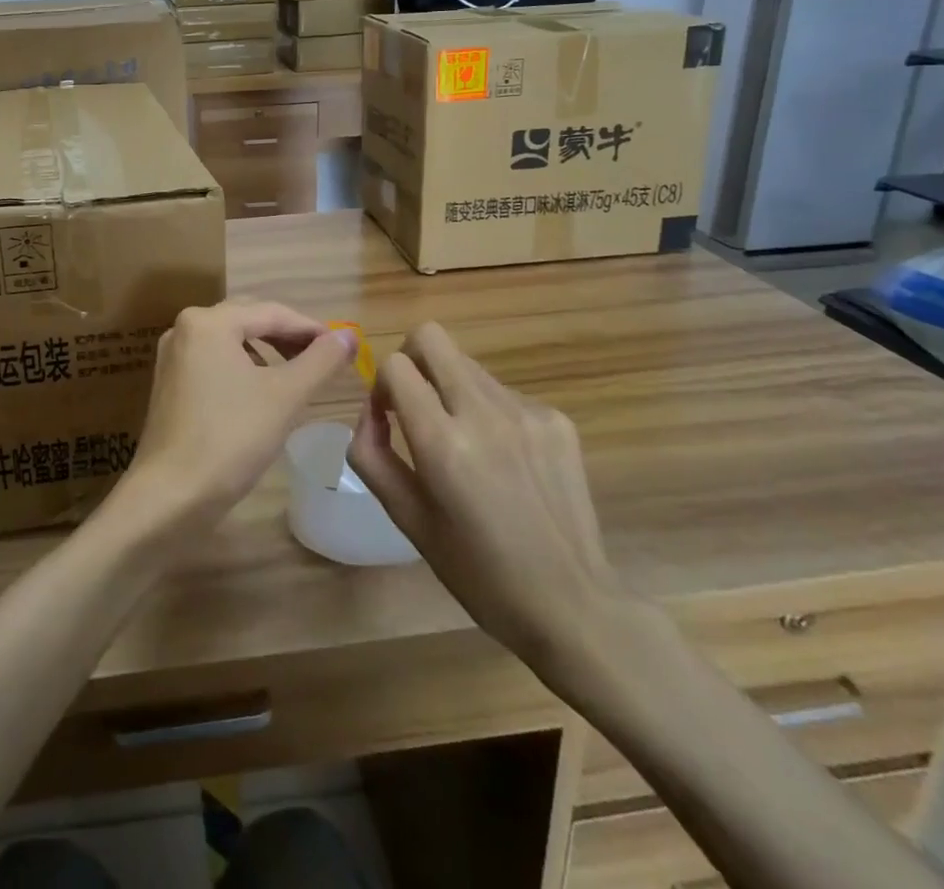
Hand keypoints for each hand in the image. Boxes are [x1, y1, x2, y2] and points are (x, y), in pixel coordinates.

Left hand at [116, 299, 354, 534]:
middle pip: (248, 321)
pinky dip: (243, 369)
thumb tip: (349, 336)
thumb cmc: (231, 438)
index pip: (271, 313)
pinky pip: (214, 362)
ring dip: (266, 352)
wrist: (170, 495)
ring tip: (297, 375)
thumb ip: (320, 360)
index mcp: (209, 322)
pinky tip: (261, 393)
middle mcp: (185, 328)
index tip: (344, 347)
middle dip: (288, 337)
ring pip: (231, 342)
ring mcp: (173, 357)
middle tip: (323, 358)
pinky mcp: (169, 384)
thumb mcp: (285, 396)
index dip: (311, 328)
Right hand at [346, 322, 630, 686]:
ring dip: (451, 389)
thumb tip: (370, 412)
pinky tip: (503, 461)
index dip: (381, 385)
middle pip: (431, 338)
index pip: (395, 366)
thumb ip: (372, 456)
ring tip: (465, 443)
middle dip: (411, 360)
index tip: (389, 418)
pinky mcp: (556, 420)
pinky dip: (488, 411)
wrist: (573, 605)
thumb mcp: (408, 521)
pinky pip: (503, 392)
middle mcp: (484, 414)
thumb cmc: (478, 573)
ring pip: (467, 365)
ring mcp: (526, 412)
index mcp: (443, 444)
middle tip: (415, 404)